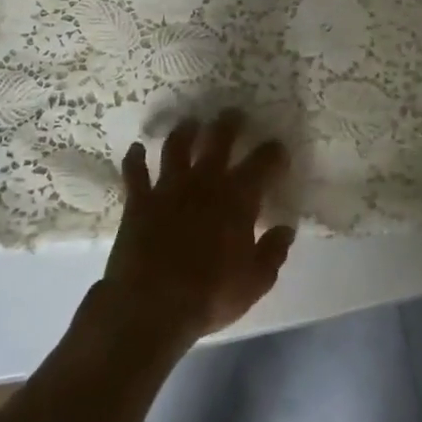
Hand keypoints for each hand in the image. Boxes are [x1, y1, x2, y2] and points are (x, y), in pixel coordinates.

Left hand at [100, 110, 296, 348]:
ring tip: (190, 123)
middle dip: (229, 124)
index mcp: (238, 199)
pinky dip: (135, 158)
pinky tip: (136, 149)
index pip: (263, 163)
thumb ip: (273, 252)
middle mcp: (204, 182)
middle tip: (233, 115)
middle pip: (218, 139)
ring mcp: (168, 187)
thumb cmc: (209, 295)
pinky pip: (135, 172)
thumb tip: (286, 229)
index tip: (278, 148)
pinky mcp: (139, 200)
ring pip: (177, 146)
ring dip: (184, 131)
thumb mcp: (255, 282)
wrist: (150, 305)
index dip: (273, 152)